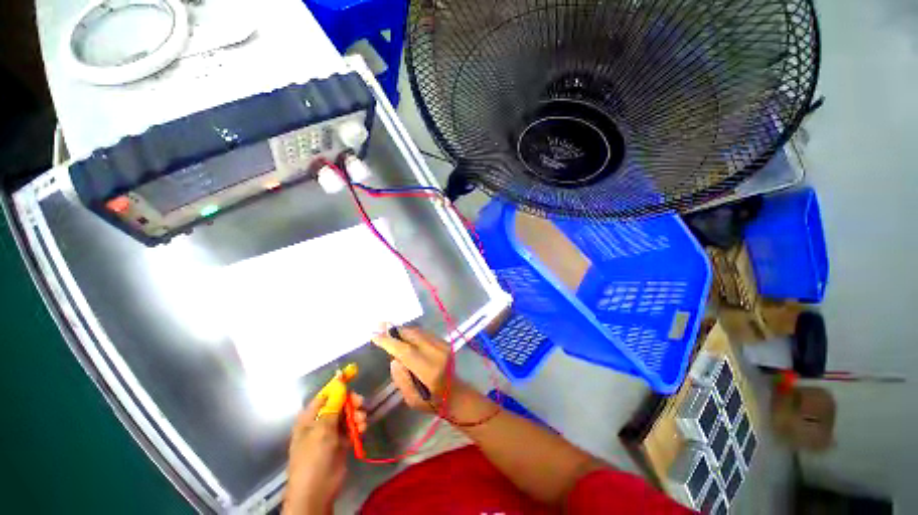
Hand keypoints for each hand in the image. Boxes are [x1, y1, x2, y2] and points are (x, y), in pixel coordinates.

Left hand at [284, 392, 366, 514]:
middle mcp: (320, 422)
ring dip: (356, 415)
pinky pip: (352, 427)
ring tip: (361, 422)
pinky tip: (362, 429)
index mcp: (309, 417)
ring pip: (347, 415)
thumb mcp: (322, 430)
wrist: (316, 491)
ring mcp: (331, 433)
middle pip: (339, 403)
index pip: (325, 394)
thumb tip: (340, 383)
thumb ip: (333, 406)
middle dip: (351, 402)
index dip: (338, 385)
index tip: (353, 374)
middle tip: (360, 403)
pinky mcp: (341, 443)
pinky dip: (358, 426)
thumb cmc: (313, 458)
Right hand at [372, 326, 463, 411]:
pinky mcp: (444, 342)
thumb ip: (401, 379)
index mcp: (429, 370)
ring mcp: (443, 345)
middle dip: (396, 331)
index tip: (375, 336)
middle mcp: (438, 353)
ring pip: (419, 332)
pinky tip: (405, 337)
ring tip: (390, 331)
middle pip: (413, 335)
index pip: (406, 351)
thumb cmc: (432, 401)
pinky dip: (413, 333)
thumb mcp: (412, 400)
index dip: (390, 342)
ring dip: (404, 331)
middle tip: (380, 326)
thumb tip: (394, 360)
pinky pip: (425, 333)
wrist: (456, 393)